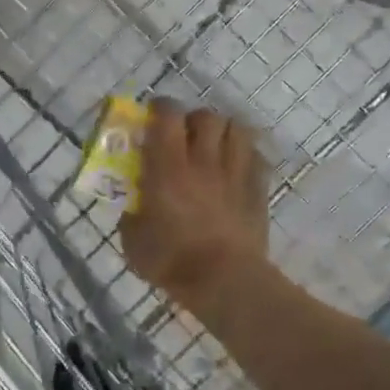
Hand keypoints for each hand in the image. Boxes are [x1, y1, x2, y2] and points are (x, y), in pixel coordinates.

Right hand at [120, 99, 270, 309]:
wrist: (225, 281)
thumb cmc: (172, 261)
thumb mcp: (133, 241)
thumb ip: (131, 215)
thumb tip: (133, 206)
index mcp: (167, 168)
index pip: (167, 116)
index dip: (159, 108)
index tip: (151, 116)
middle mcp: (203, 161)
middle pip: (205, 116)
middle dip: (192, 120)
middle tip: (182, 136)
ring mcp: (235, 173)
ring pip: (236, 128)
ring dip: (222, 131)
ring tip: (212, 146)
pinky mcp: (258, 189)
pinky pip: (256, 155)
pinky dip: (244, 153)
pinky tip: (235, 167)